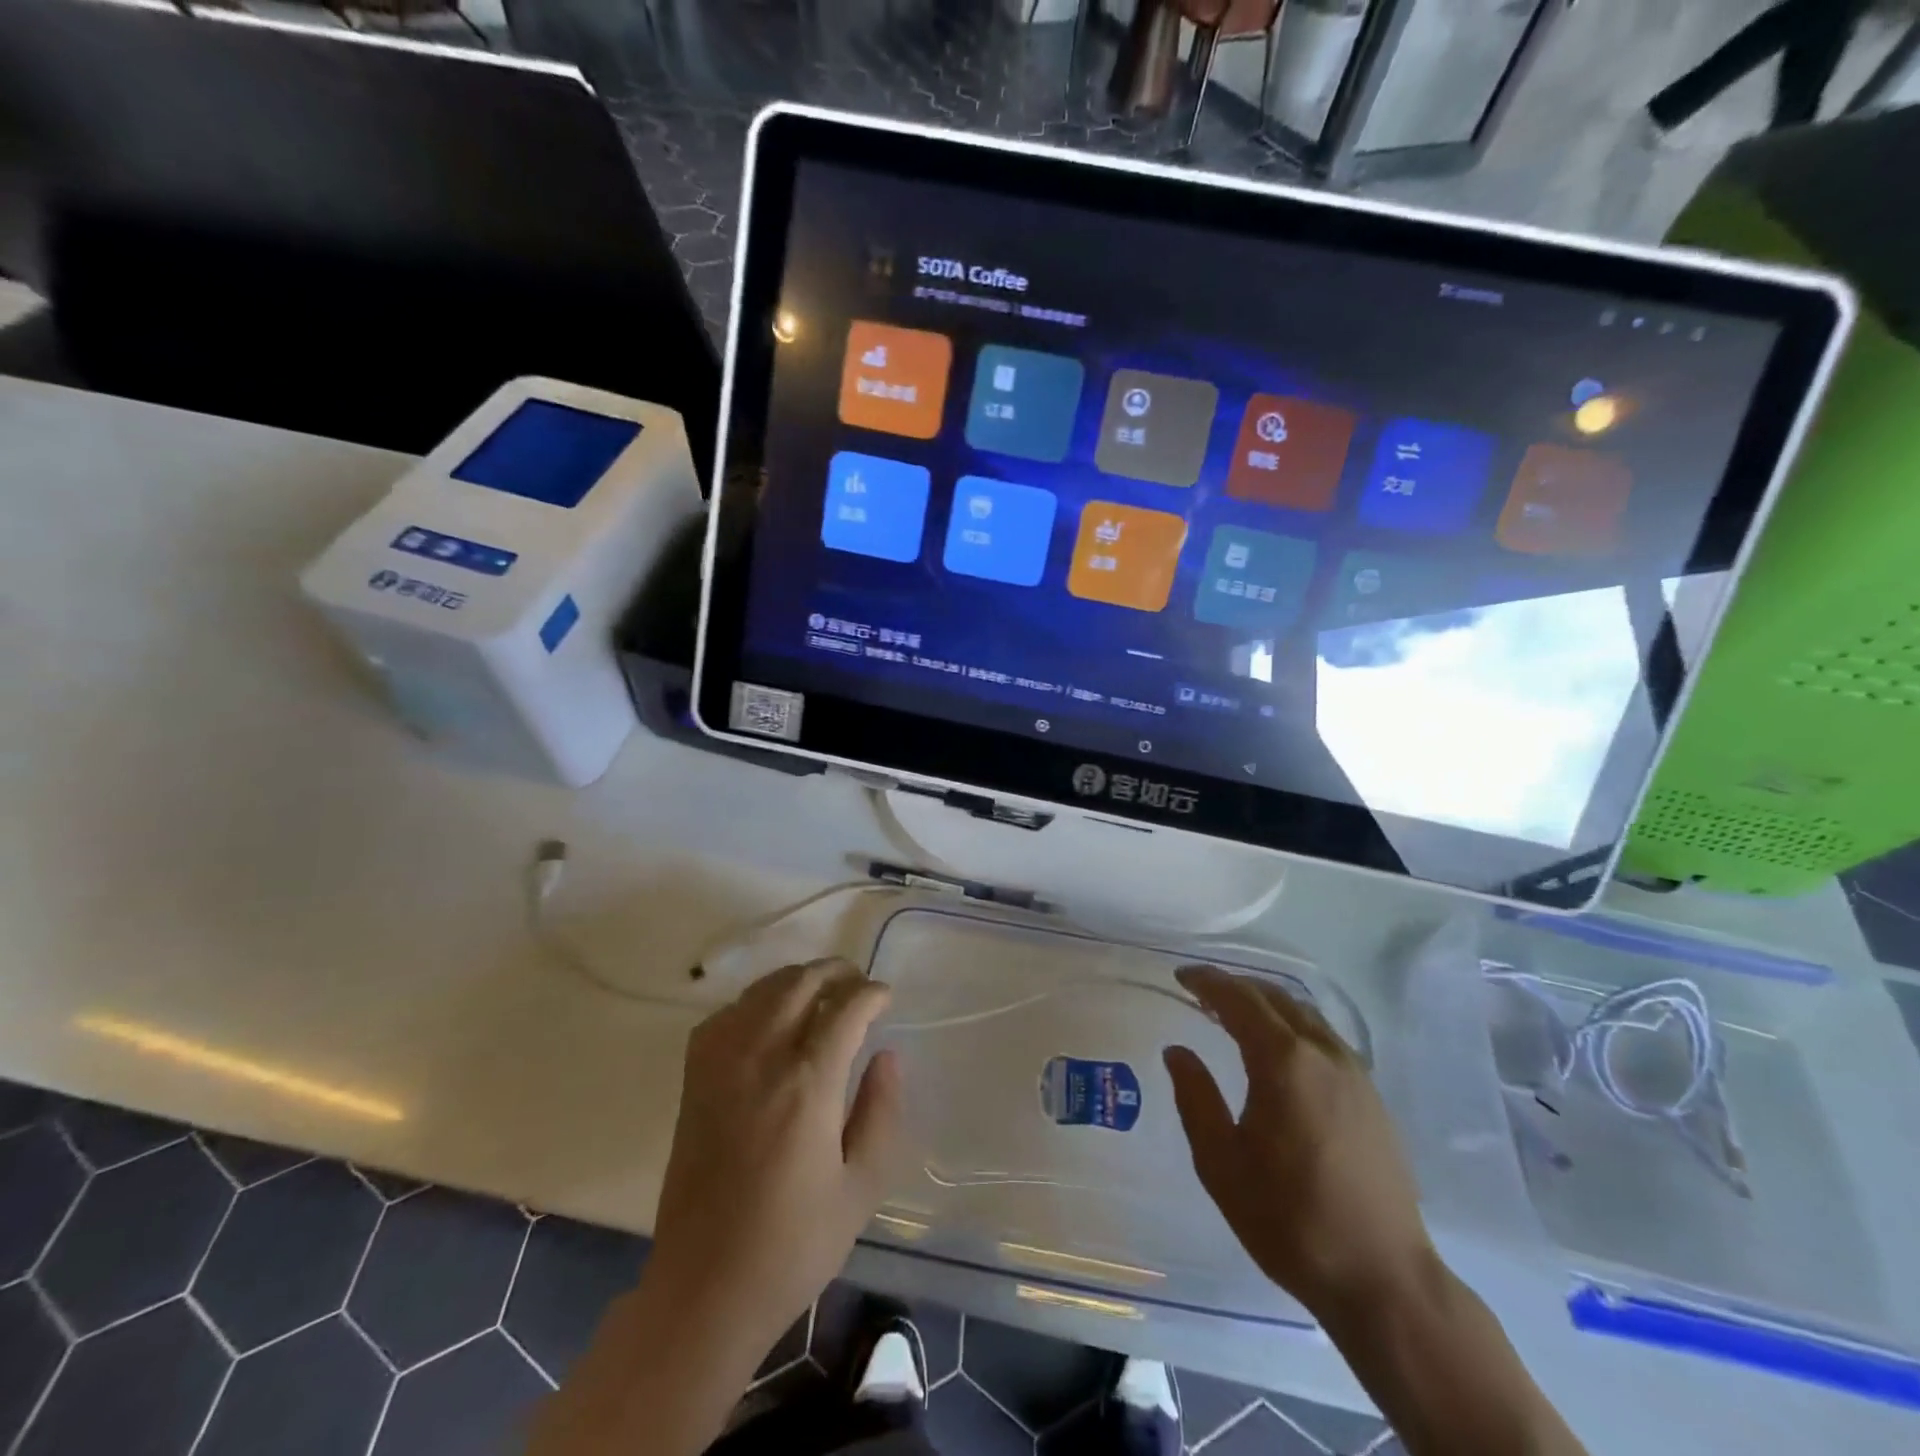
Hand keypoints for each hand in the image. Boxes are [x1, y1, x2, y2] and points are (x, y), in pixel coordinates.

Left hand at [648, 958, 902, 1358]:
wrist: (705, 1288)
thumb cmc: (794, 1245)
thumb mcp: (861, 1187)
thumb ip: (881, 1112)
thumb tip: (887, 1055)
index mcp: (808, 1084)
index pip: (845, 1008)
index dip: (871, 994)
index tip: (886, 998)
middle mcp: (762, 1059)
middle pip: (800, 984)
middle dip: (836, 972)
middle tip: (857, 984)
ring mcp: (721, 1065)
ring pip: (761, 991)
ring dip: (796, 980)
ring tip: (820, 993)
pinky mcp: (694, 1080)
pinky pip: (724, 1016)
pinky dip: (753, 1003)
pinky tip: (768, 1020)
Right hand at [1163, 965, 1431, 1320]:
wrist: (1383, 1279)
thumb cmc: (1290, 1220)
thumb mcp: (1221, 1163)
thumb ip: (1195, 1098)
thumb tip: (1178, 1051)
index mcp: (1284, 1061)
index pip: (1239, 999)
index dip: (1207, 981)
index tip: (1181, 976)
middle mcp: (1323, 1053)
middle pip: (1275, 997)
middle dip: (1235, 987)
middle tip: (1202, 993)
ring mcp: (1355, 1072)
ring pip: (1304, 1014)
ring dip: (1266, 1004)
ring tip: (1235, 1016)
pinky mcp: (1372, 1096)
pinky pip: (1324, 1037)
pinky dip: (1292, 1025)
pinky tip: (1279, 1051)